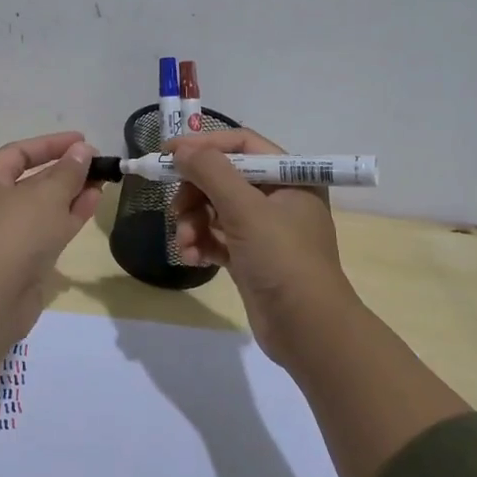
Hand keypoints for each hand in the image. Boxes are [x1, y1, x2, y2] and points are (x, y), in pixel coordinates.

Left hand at [0, 131, 101, 320]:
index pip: (18, 153)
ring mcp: (4, 236)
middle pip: (30, 181)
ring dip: (71, 194)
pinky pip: (46, 230)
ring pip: (41, 207)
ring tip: (101, 181)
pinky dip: (68, 217)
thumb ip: (69, 170)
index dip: (51, 144)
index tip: (82, 140)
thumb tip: (82, 151)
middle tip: (95, 163)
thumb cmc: (16, 232)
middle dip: (64, 171)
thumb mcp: (47, 194)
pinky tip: (93, 203)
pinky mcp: (19, 261)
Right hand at [168, 128, 356, 364]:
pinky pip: (217, 238)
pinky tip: (191, 259)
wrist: (308, 331)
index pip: (241, 145)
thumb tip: (181, 149)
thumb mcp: (246, 210)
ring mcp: (264, 230)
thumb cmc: (283, 260)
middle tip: (175, 210)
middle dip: (194, 194)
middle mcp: (278, 198)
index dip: (203, 146)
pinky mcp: (251, 258)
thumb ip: (211, 172)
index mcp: (289, 177)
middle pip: (223, 178)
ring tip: (184, 244)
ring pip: (215, 210)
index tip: (167, 154)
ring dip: (193, 224)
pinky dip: (201, 244)